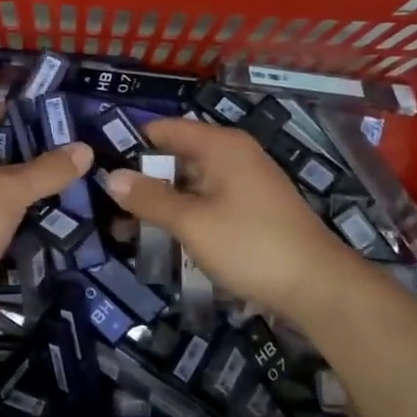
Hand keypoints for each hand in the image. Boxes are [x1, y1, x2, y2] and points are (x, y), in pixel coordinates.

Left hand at [0, 103, 90, 329]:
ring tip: (51, 185)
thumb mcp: (12, 191)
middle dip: (17, 151)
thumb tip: (85, 149)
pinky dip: (2, 212)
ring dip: (11, 184)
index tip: (38, 116)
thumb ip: (48, 170)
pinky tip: (29, 219)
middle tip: (56, 154)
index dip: (4, 110)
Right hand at [100, 118, 355, 323]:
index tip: (99, 166)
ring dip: (161, 205)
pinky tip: (163, 242)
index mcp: (221, 146)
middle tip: (105, 207)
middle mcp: (234, 157)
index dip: (132, 144)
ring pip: (191, 186)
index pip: (165, 129)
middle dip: (143, 181)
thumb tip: (111, 177)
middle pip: (177, 158)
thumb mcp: (192, 222)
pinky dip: (184, 218)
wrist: (317, 287)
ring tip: (125, 230)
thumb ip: (150, 198)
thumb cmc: (250, 244)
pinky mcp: (252, 212)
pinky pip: (208, 205)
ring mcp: (246, 185)